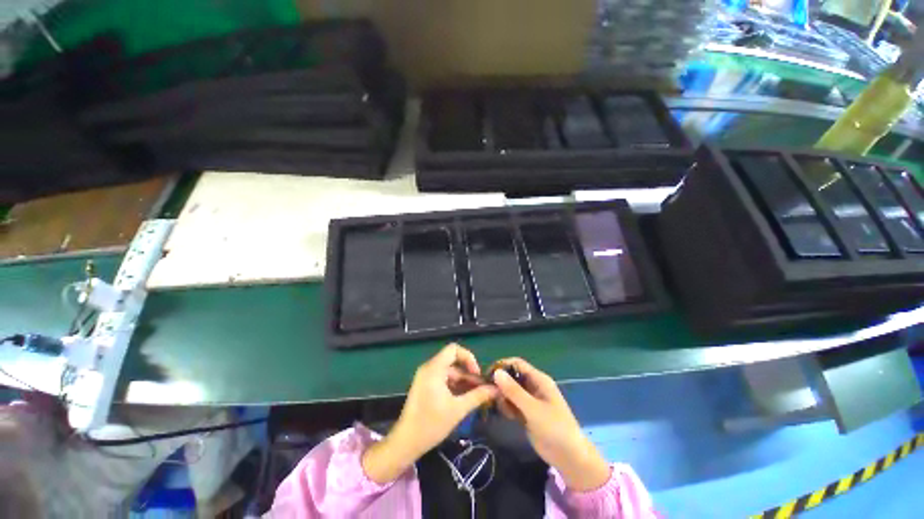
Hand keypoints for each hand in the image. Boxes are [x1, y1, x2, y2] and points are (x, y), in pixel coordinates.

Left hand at [362, 344, 496, 483]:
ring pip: (450, 372)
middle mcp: (429, 368)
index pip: (454, 349)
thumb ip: (478, 396)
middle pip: (453, 362)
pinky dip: (454, 386)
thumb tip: (496, 389)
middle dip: (469, 375)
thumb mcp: (458, 409)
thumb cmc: (431, 424)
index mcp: (434, 368)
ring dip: (463, 382)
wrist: (405, 443)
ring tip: (477, 396)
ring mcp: (426, 377)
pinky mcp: (425, 386)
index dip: (468, 358)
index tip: (477, 374)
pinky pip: (443, 380)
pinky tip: (465, 399)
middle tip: (483, 389)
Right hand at [493, 358, 610, 491]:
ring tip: (504, 410)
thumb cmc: (555, 428)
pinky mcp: (527, 413)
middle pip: (512, 377)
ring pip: (510, 391)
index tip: (488, 375)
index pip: (517, 364)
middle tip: (492, 395)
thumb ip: (514, 391)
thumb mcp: (533, 409)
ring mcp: (530, 400)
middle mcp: (533, 386)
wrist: (569, 458)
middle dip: (501, 383)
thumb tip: (496, 372)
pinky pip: (512, 404)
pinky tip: (508, 416)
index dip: (503, 366)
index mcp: (539, 379)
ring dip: (504, 397)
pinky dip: (508, 407)